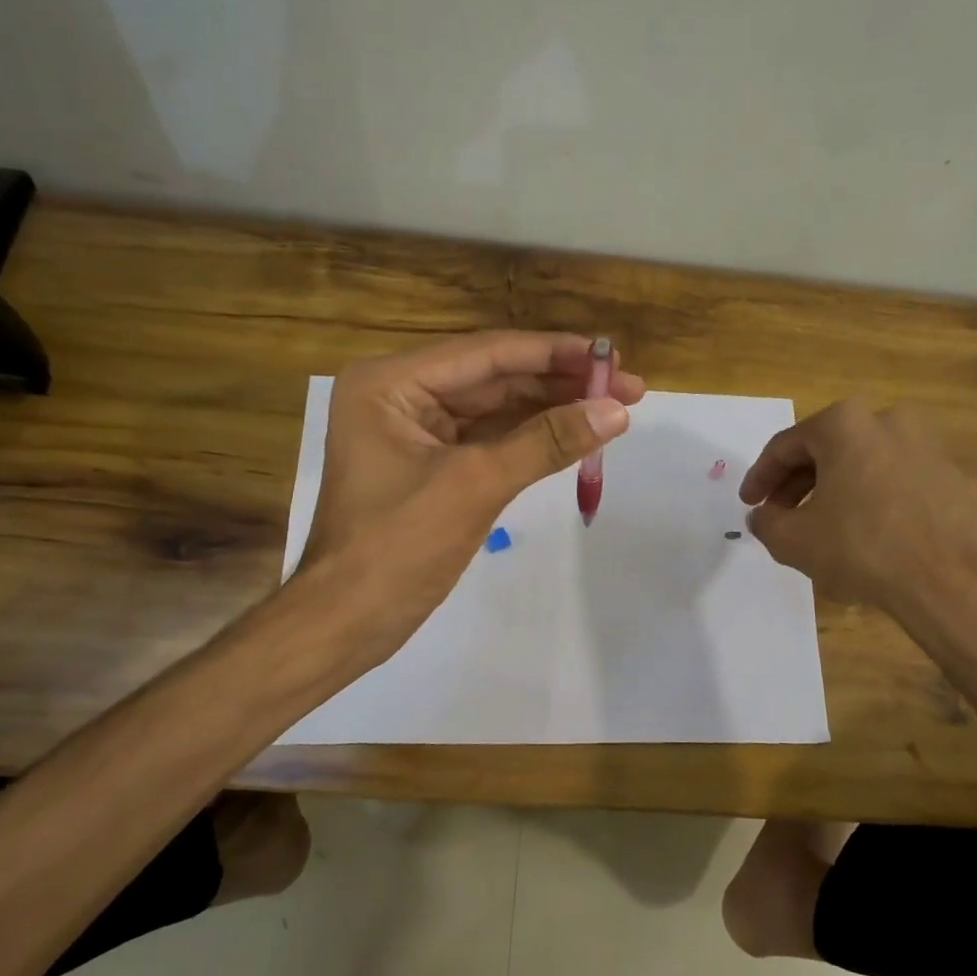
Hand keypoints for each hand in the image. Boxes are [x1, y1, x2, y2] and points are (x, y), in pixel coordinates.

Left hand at [297, 331, 642, 661]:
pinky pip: (491, 441)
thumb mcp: (476, 485)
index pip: (487, 353)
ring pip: (497, 409)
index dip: (555, 353)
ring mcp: (417, 432)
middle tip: (628, 388)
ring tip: (613, 410)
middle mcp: (402, 395)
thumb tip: (617, 411)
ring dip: (552, 409)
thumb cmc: (398, 547)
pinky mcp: (434, 466)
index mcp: (391, 383)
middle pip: (495, 377)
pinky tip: (575, 436)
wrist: (348, 622)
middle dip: (560, 382)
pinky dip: (532, 440)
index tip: (613, 358)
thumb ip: (547, 441)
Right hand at [739, 401, 976, 667]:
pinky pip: (889, 478)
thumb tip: (762, 516)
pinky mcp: (946, 473)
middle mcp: (886, 420)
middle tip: (777, 515)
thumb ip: (766, 522)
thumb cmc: (861, 547)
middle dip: (795, 484)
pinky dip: (865, 497)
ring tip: (815, 527)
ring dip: (829, 491)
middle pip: (824, 450)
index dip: (759, 477)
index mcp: (844, 424)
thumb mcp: (793, 539)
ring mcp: (922, 444)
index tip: (748, 503)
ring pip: (858, 464)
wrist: (949, 579)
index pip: (785, 447)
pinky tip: (856, 530)